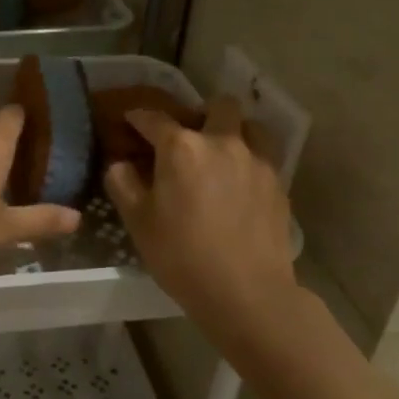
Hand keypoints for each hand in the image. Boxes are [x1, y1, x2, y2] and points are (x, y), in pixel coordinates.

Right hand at [104, 96, 298, 349]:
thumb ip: (123, 184)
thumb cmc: (182, 257)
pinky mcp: (278, 183)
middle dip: (201, 112)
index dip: (139, 117)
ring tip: (222, 154)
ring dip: (234, 131)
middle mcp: (222, 142)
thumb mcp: (138, 223)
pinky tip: (240, 185)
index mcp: (182, 148)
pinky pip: (264, 156)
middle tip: (190, 136)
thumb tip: (120, 164)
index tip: (132, 120)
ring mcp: (256, 160)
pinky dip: (250, 159)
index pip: (154, 119)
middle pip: (219, 105)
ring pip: (250, 126)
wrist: (246, 293)